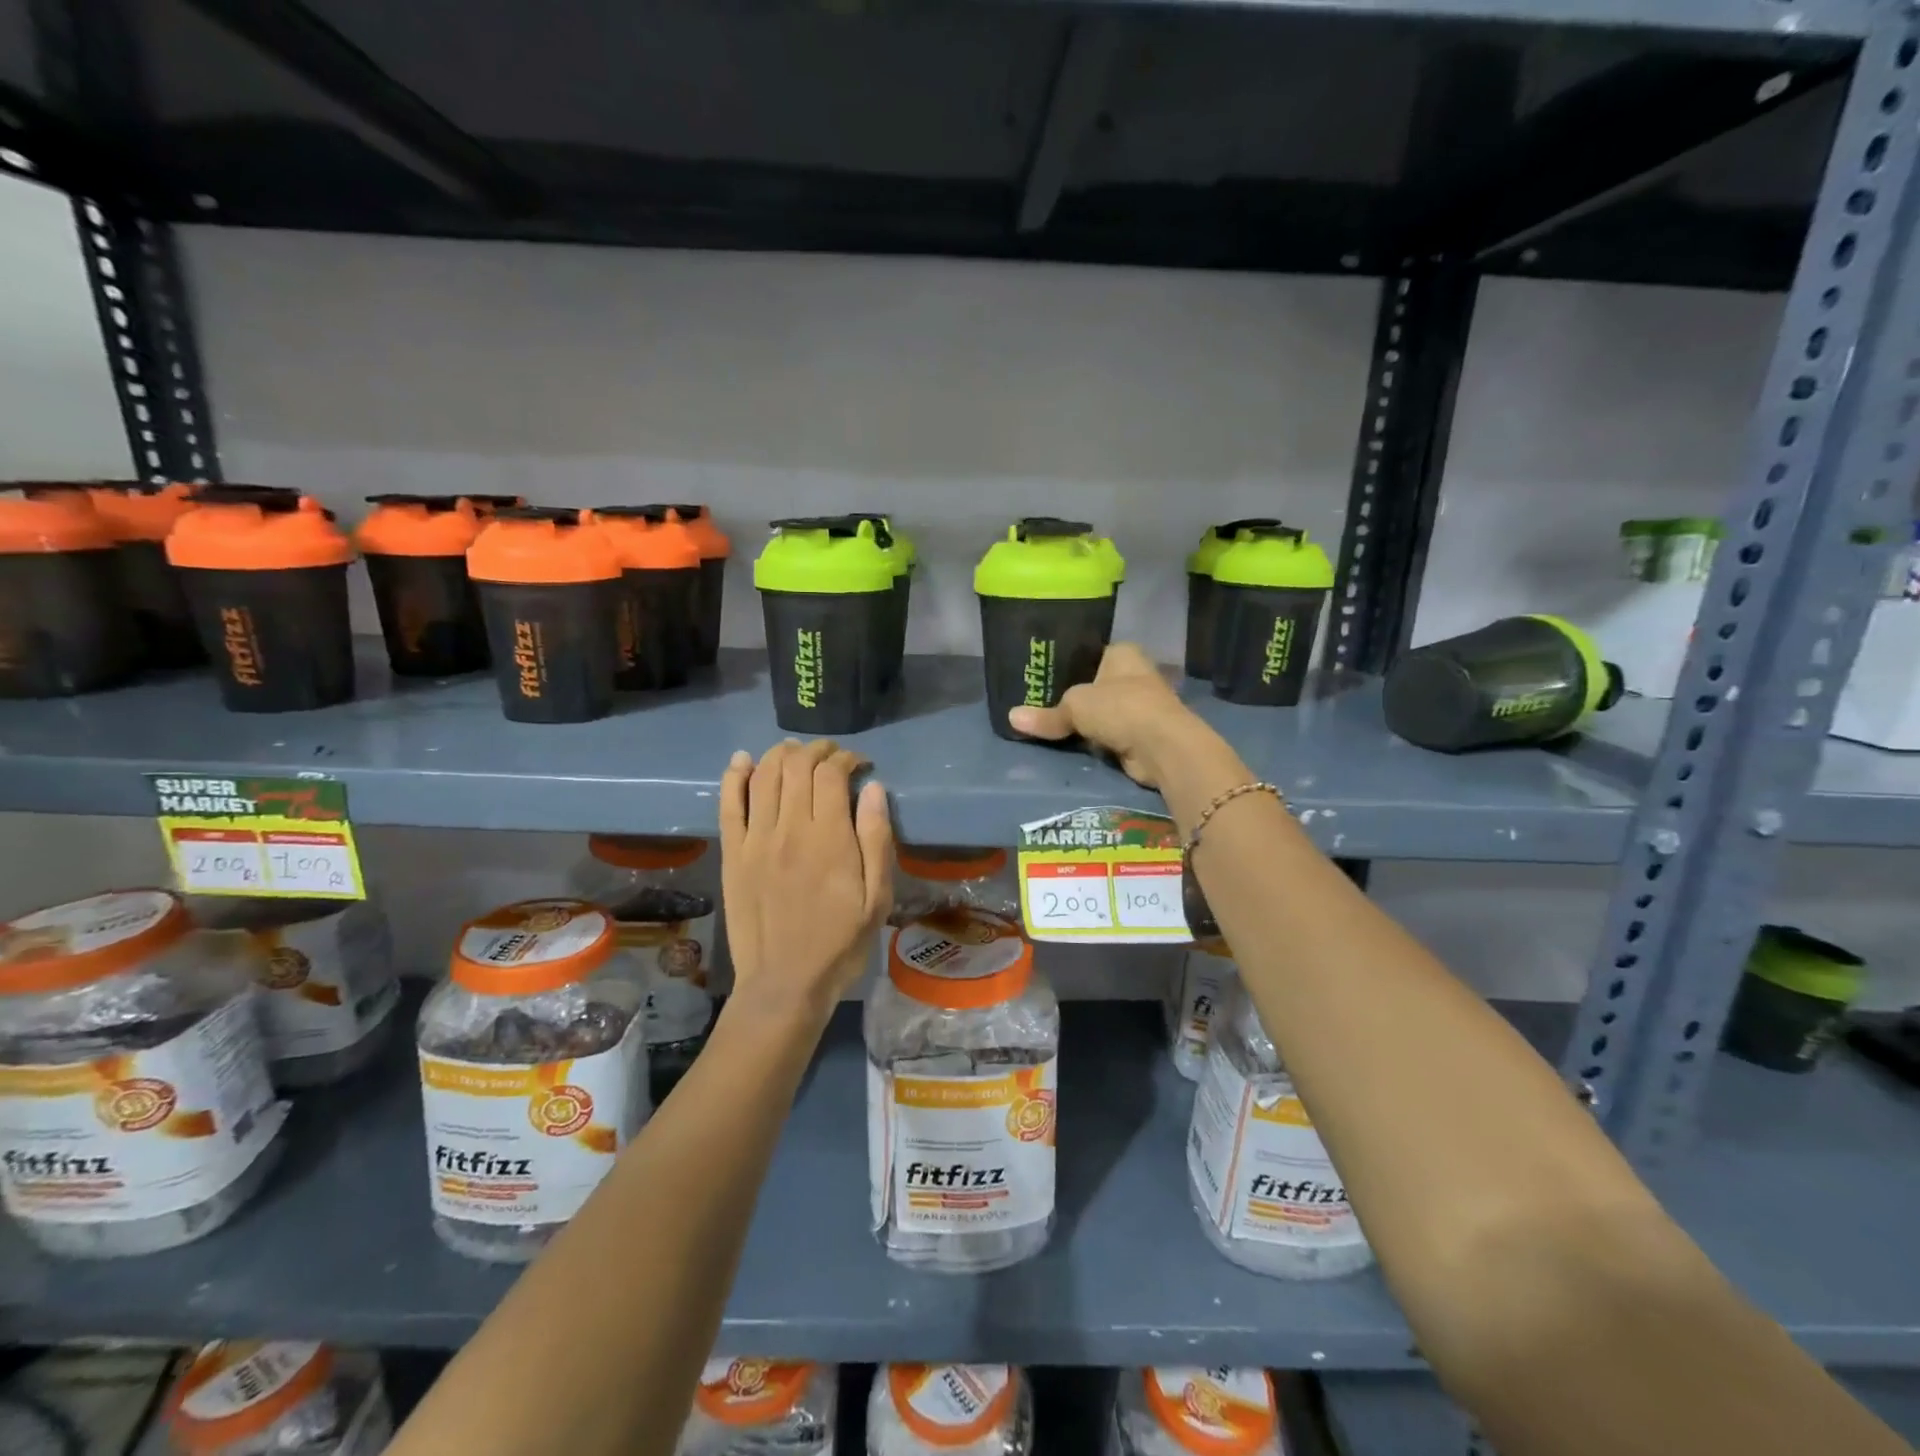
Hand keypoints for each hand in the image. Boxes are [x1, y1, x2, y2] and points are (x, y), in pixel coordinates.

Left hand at [719, 739, 893, 1020]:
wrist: (785, 984)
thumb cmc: (840, 943)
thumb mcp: (877, 898)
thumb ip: (876, 839)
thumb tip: (872, 788)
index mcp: (829, 838)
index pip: (832, 774)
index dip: (847, 758)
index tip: (860, 765)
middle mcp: (789, 828)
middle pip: (797, 766)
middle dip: (817, 750)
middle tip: (832, 756)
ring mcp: (755, 839)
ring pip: (763, 775)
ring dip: (781, 754)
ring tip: (797, 753)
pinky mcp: (732, 854)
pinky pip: (728, 804)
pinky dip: (734, 776)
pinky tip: (743, 760)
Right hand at [1007, 643, 1207, 788]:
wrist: (1162, 747)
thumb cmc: (1120, 708)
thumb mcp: (1074, 706)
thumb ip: (1046, 714)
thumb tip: (1012, 718)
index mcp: (1122, 653)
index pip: (1089, 654)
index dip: (1066, 665)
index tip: (1040, 677)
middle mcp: (1134, 674)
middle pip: (1093, 684)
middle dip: (1071, 697)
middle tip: (1036, 704)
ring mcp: (1140, 706)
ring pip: (1101, 712)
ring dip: (1084, 722)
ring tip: (1047, 726)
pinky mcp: (1141, 734)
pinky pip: (1108, 734)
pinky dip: (1094, 741)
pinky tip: (1072, 744)